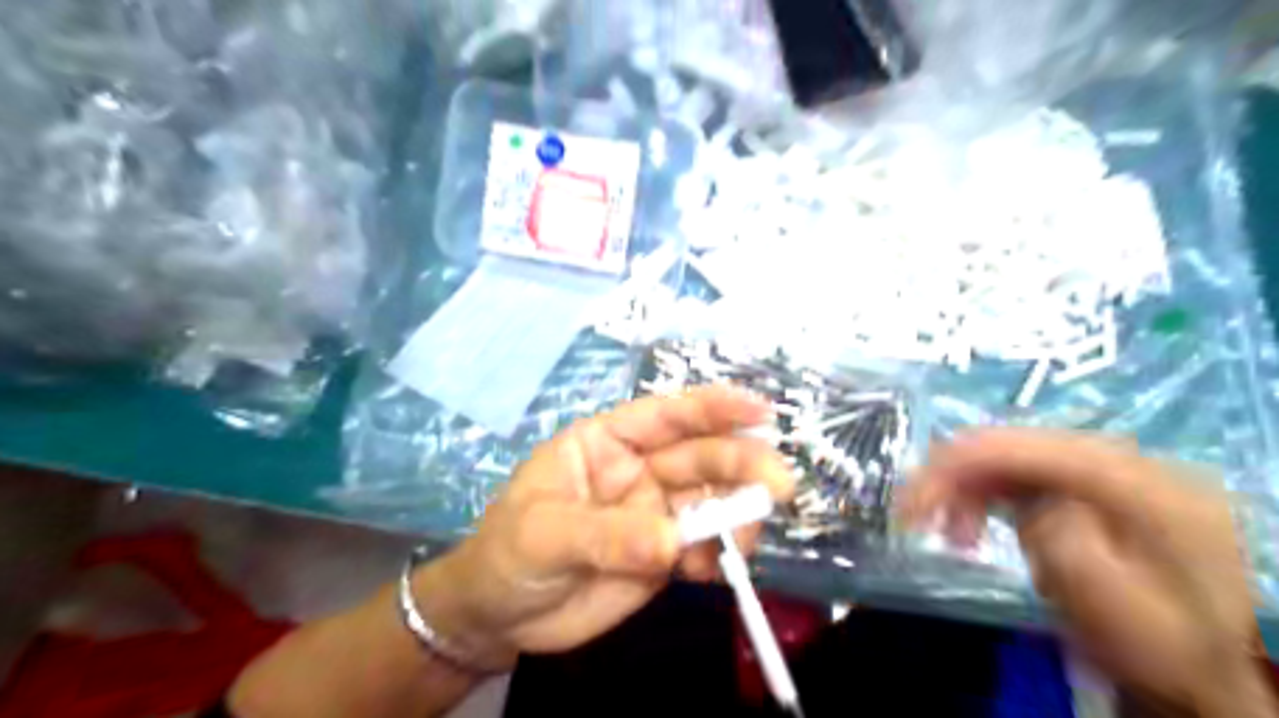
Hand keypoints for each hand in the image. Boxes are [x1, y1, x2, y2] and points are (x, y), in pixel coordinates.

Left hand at [415, 391, 797, 670]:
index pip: (665, 415)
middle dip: (741, 464)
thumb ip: (607, 535)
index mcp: (608, 443)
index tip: (759, 410)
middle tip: (778, 485)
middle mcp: (640, 469)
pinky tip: (715, 572)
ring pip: (711, 501)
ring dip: (738, 514)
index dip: (712, 407)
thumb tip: (673, 541)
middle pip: (700, 457)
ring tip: (746, 539)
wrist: (499, 617)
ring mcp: (656, 513)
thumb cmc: (508, 553)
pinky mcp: (664, 556)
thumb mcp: (545, 534)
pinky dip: (719, 557)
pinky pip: (704, 549)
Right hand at [896, 429, 1266, 713]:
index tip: (907, 508)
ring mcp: (1105, 470)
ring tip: (953, 537)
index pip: (1015, 446)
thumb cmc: (1170, 644)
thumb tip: (1026, 500)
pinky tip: (980, 526)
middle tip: (914, 522)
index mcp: (1129, 479)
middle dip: (951, 478)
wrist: (1224, 666)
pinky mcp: (1091, 487)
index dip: (949, 467)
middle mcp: (1116, 458)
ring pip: (1010, 458)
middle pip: (1009, 444)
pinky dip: (989, 496)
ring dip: (968, 490)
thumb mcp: (1118, 606)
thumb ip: (1064, 539)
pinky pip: (1024, 476)